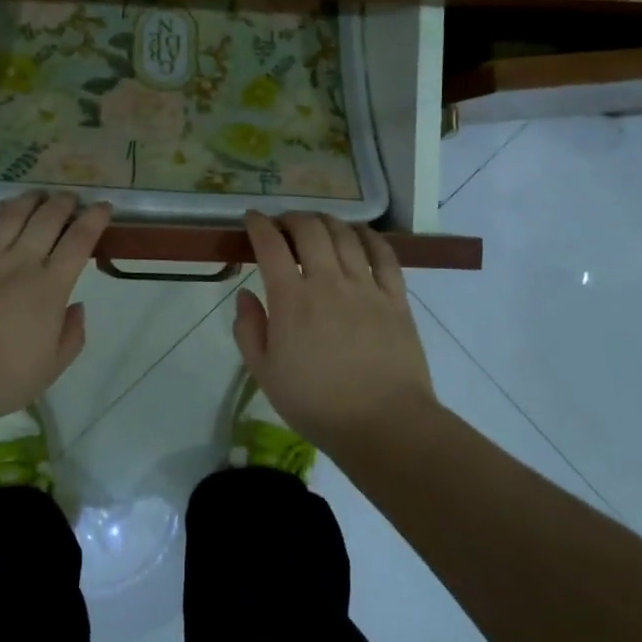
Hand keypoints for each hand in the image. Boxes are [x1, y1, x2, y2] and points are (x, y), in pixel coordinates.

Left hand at [0, 192, 111, 430]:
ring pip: (10, 214)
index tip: (102, 206)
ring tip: (36, 195)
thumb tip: (77, 306)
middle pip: (47, 219)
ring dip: (27, 200)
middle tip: (69, 199)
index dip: (94, 219)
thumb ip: (71, 335)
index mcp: (49, 288)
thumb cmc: (0, 380)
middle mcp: (20, 263)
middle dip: (63, 203)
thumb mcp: (51, 368)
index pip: (79, 241)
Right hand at [232, 211, 437, 446]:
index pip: (271, 245)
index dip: (258, 225)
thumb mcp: (265, 374)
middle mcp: (328, 281)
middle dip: (291, 218)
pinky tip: (359, 234)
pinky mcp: (396, 297)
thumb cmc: (316, 403)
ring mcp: (366, 286)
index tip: (251, 218)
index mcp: (291, 299)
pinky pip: (384, 254)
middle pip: (310, 229)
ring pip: (345, 235)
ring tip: (317, 225)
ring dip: (326, 221)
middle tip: (283, 223)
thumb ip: (248, 330)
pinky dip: (368, 236)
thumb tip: (245, 296)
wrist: (384, 423)